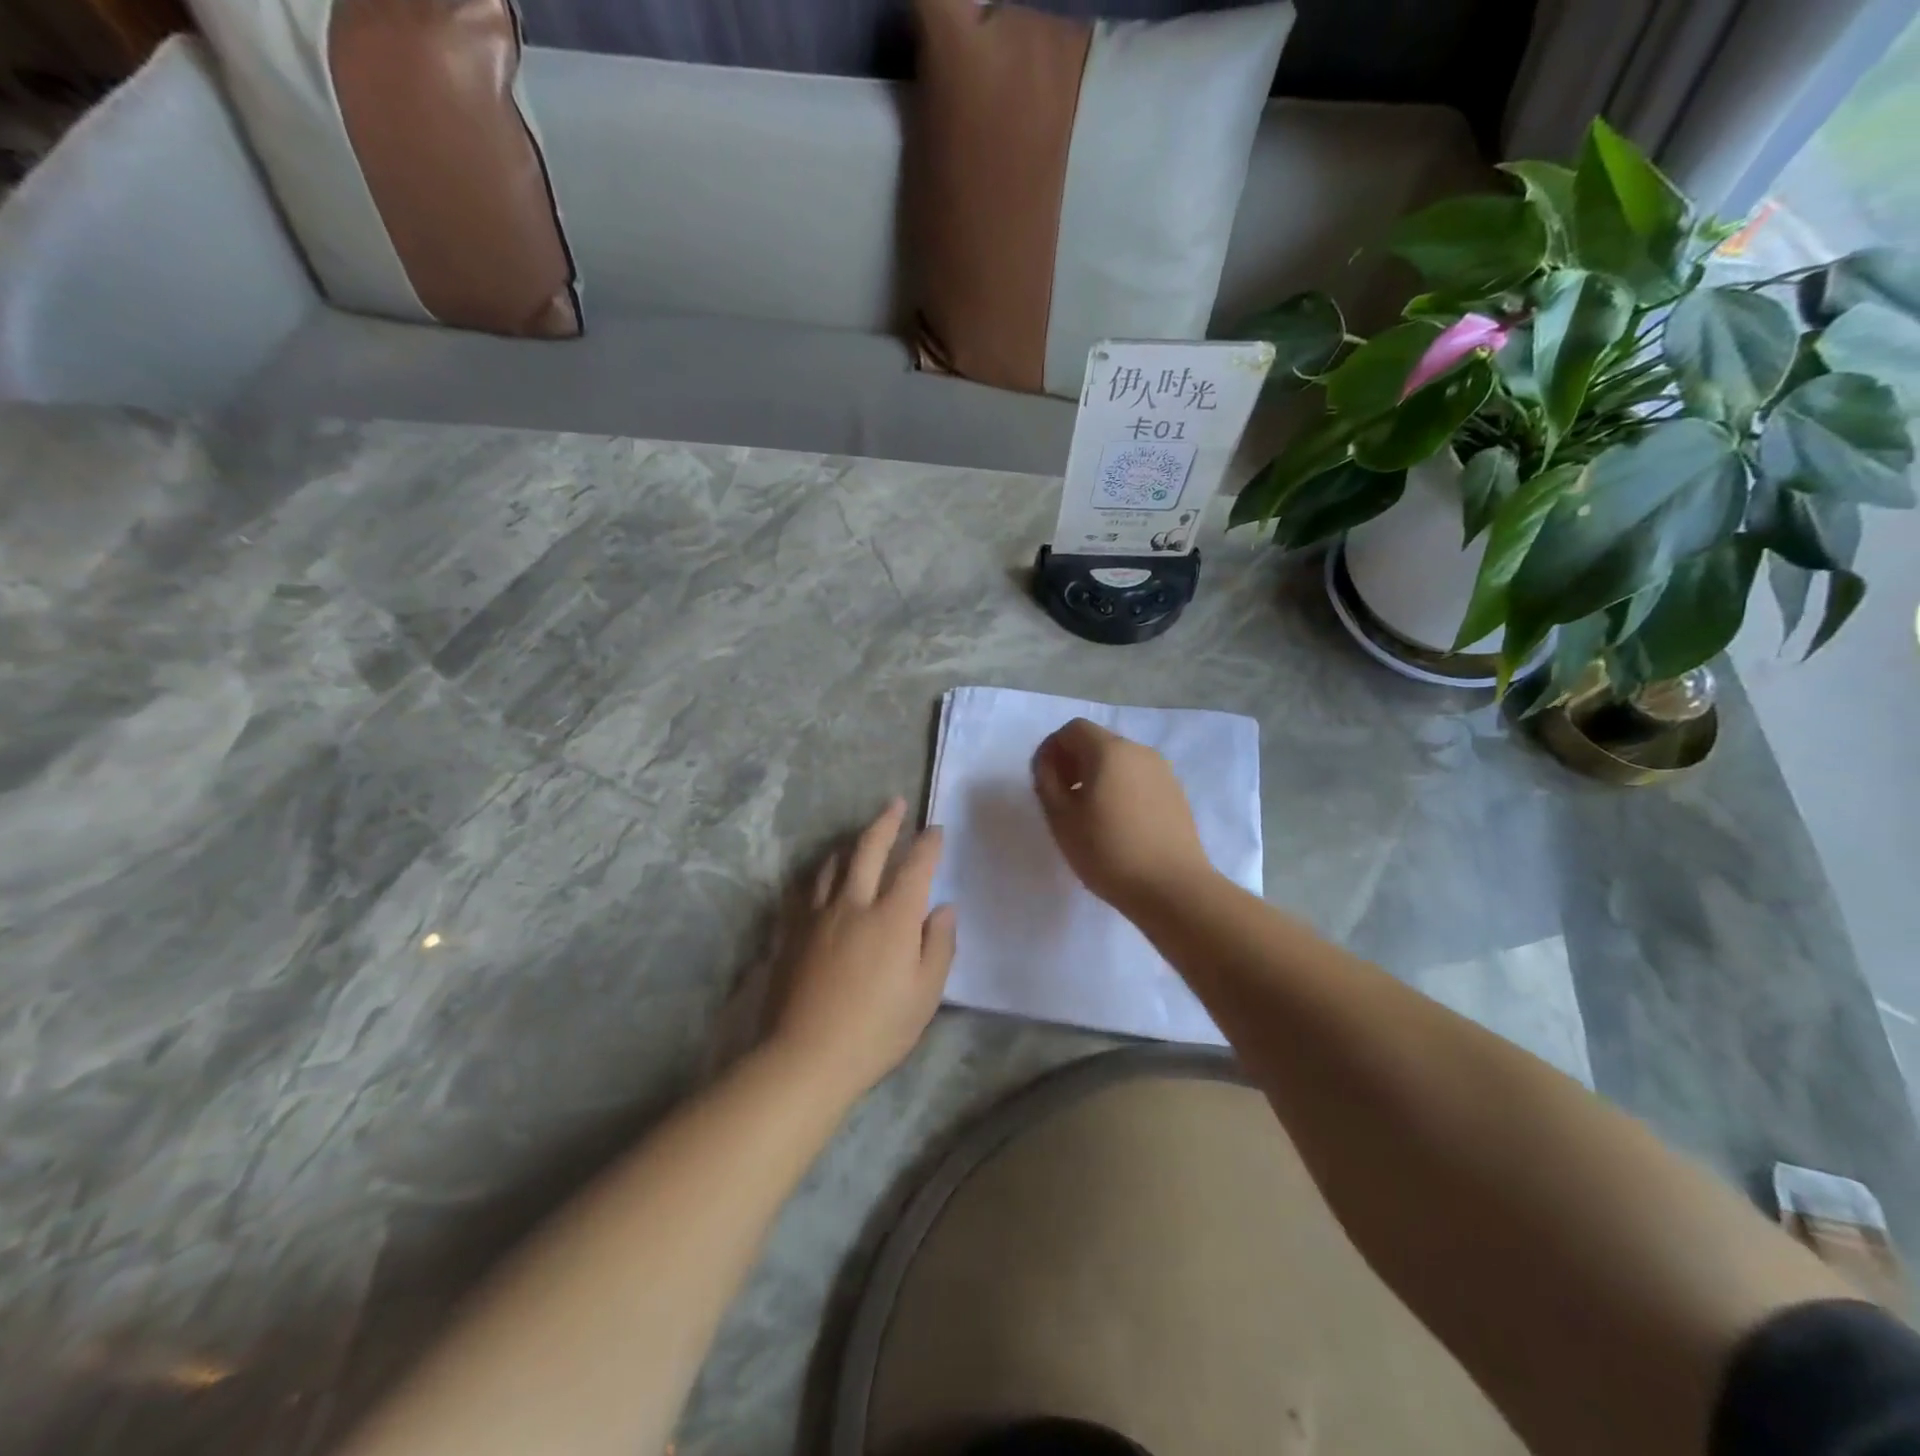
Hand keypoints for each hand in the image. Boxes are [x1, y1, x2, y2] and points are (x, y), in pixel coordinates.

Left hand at [770, 799, 956, 1103]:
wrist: (806, 1056)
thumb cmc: (876, 1030)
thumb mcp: (925, 995)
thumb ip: (939, 946)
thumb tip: (944, 908)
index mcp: (893, 917)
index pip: (915, 866)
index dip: (928, 844)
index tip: (936, 829)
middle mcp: (854, 903)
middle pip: (868, 848)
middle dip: (886, 822)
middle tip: (896, 804)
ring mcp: (818, 915)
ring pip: (833, 864)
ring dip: (851, 845)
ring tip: (859, 839)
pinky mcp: (792, 932)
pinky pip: (806, 890)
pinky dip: (820, 876)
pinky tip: (821, 880)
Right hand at [1031, 718, 1215, 913]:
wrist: (1173, 889)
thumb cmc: (1108, 852)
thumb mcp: (1061, 818)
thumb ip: (1047, 781)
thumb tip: (1048, 763)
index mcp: (1109, 750)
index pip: (1073, 729)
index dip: (1052, 748)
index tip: (1044, 780)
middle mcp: (1139, 751)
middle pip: (1098, 742)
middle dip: (1074, 762)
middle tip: (1062, 798)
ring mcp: (1163, 772)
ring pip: (1120, 761)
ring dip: (1098, 776)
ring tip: (1089, 814)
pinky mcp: (1176, 794)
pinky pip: (1139, 779)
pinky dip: (1121, 789)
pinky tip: (1118, 824)